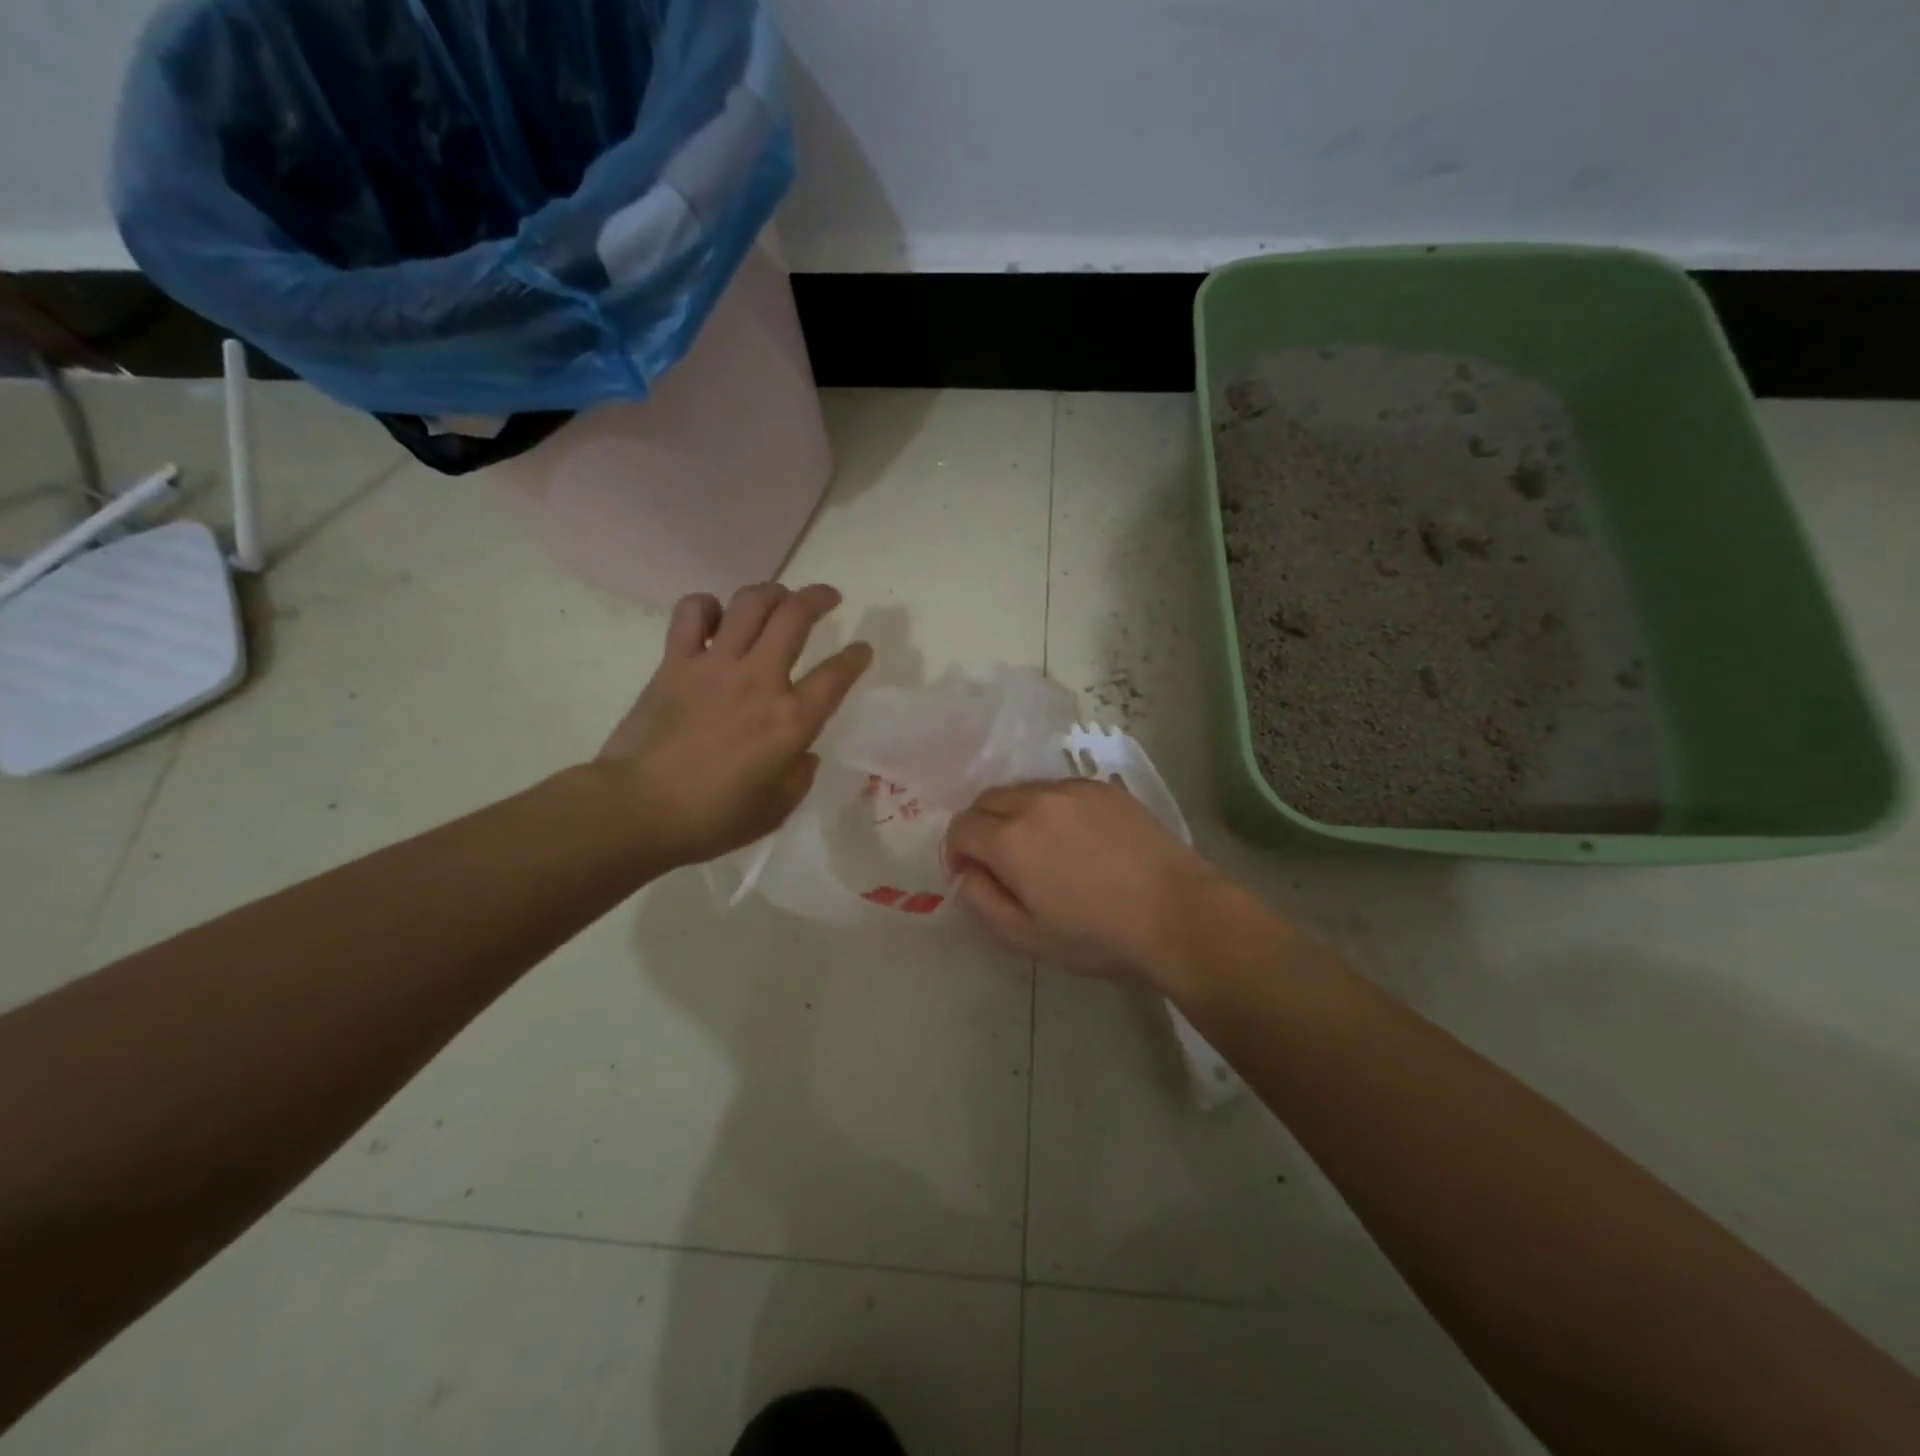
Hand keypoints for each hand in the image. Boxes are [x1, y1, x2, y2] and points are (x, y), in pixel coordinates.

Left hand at [597, 583, 871, 868]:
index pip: (837, 675)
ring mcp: (715, 666)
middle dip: (819, 598)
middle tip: (828, 597)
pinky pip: (692, 613)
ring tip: (779, 597)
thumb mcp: (774, 810)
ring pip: (750, 603)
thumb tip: (801, 754)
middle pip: (796, 616)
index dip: (856, 657)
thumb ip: (798, 777)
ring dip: (771, 591)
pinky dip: (707, 606)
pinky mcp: (676, 662)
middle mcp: (760, 681)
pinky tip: (715, 617)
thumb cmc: (711, 818)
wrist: (637, 809)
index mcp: (791, 721)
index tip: (862, 649)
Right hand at [943, 779, 1233, 985]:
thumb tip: (966, 873)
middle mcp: (1034, 802)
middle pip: (986, 800)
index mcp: (1009, 839)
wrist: (1177, 914)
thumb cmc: (1097, 935)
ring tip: (1040, 849)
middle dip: (980, 828)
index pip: (960, 827)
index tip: (971, 875)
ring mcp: (1072, 789)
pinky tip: (1076, 839)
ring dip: (1014, 815)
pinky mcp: (1102, 787)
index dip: (956, 852)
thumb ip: (980, 901)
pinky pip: (1058, 789)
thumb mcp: (1025, 936)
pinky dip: (1050, 808)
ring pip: (1022, 790)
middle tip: (1001, 862)